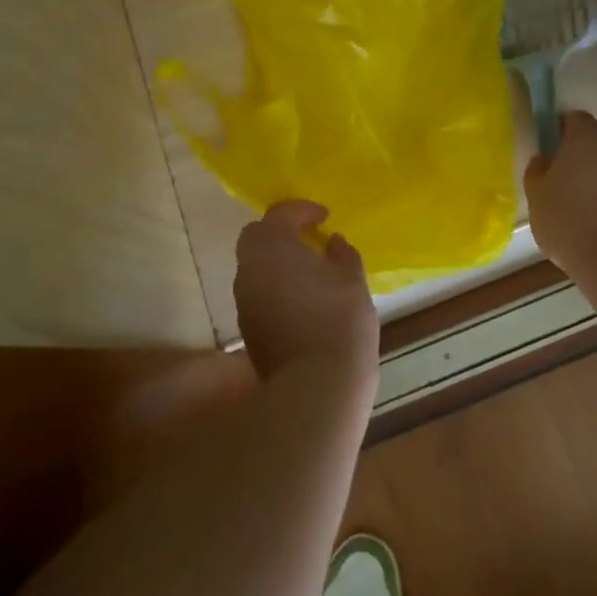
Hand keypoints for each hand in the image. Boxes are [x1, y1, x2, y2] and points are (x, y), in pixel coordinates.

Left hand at [234, 201, 378, 385]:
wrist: (315, 386)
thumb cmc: (339, 321)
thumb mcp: (352, 279)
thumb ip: (342, 253)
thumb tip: (332, 242)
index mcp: (273, 245)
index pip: (282, 213)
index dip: (303, 210)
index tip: (324, 216)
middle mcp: (249, 267)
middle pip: (257, 236)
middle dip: (280, 232)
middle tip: (308, 237)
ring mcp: (244, 299)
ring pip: (254, 266)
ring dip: (276, 261)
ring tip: (308, 269)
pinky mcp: (247, 327)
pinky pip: (258, 292)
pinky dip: (274, 286)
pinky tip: (301, 299)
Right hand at [524, 111, 596, 278]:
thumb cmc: (566, 219)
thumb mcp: (537, 197)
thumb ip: (537, 173)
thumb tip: (543, 159)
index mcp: (583, 143)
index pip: (580, 118)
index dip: (568, 125)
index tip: (557, 138)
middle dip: (595, 142)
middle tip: (575, 162)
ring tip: (586, 196)